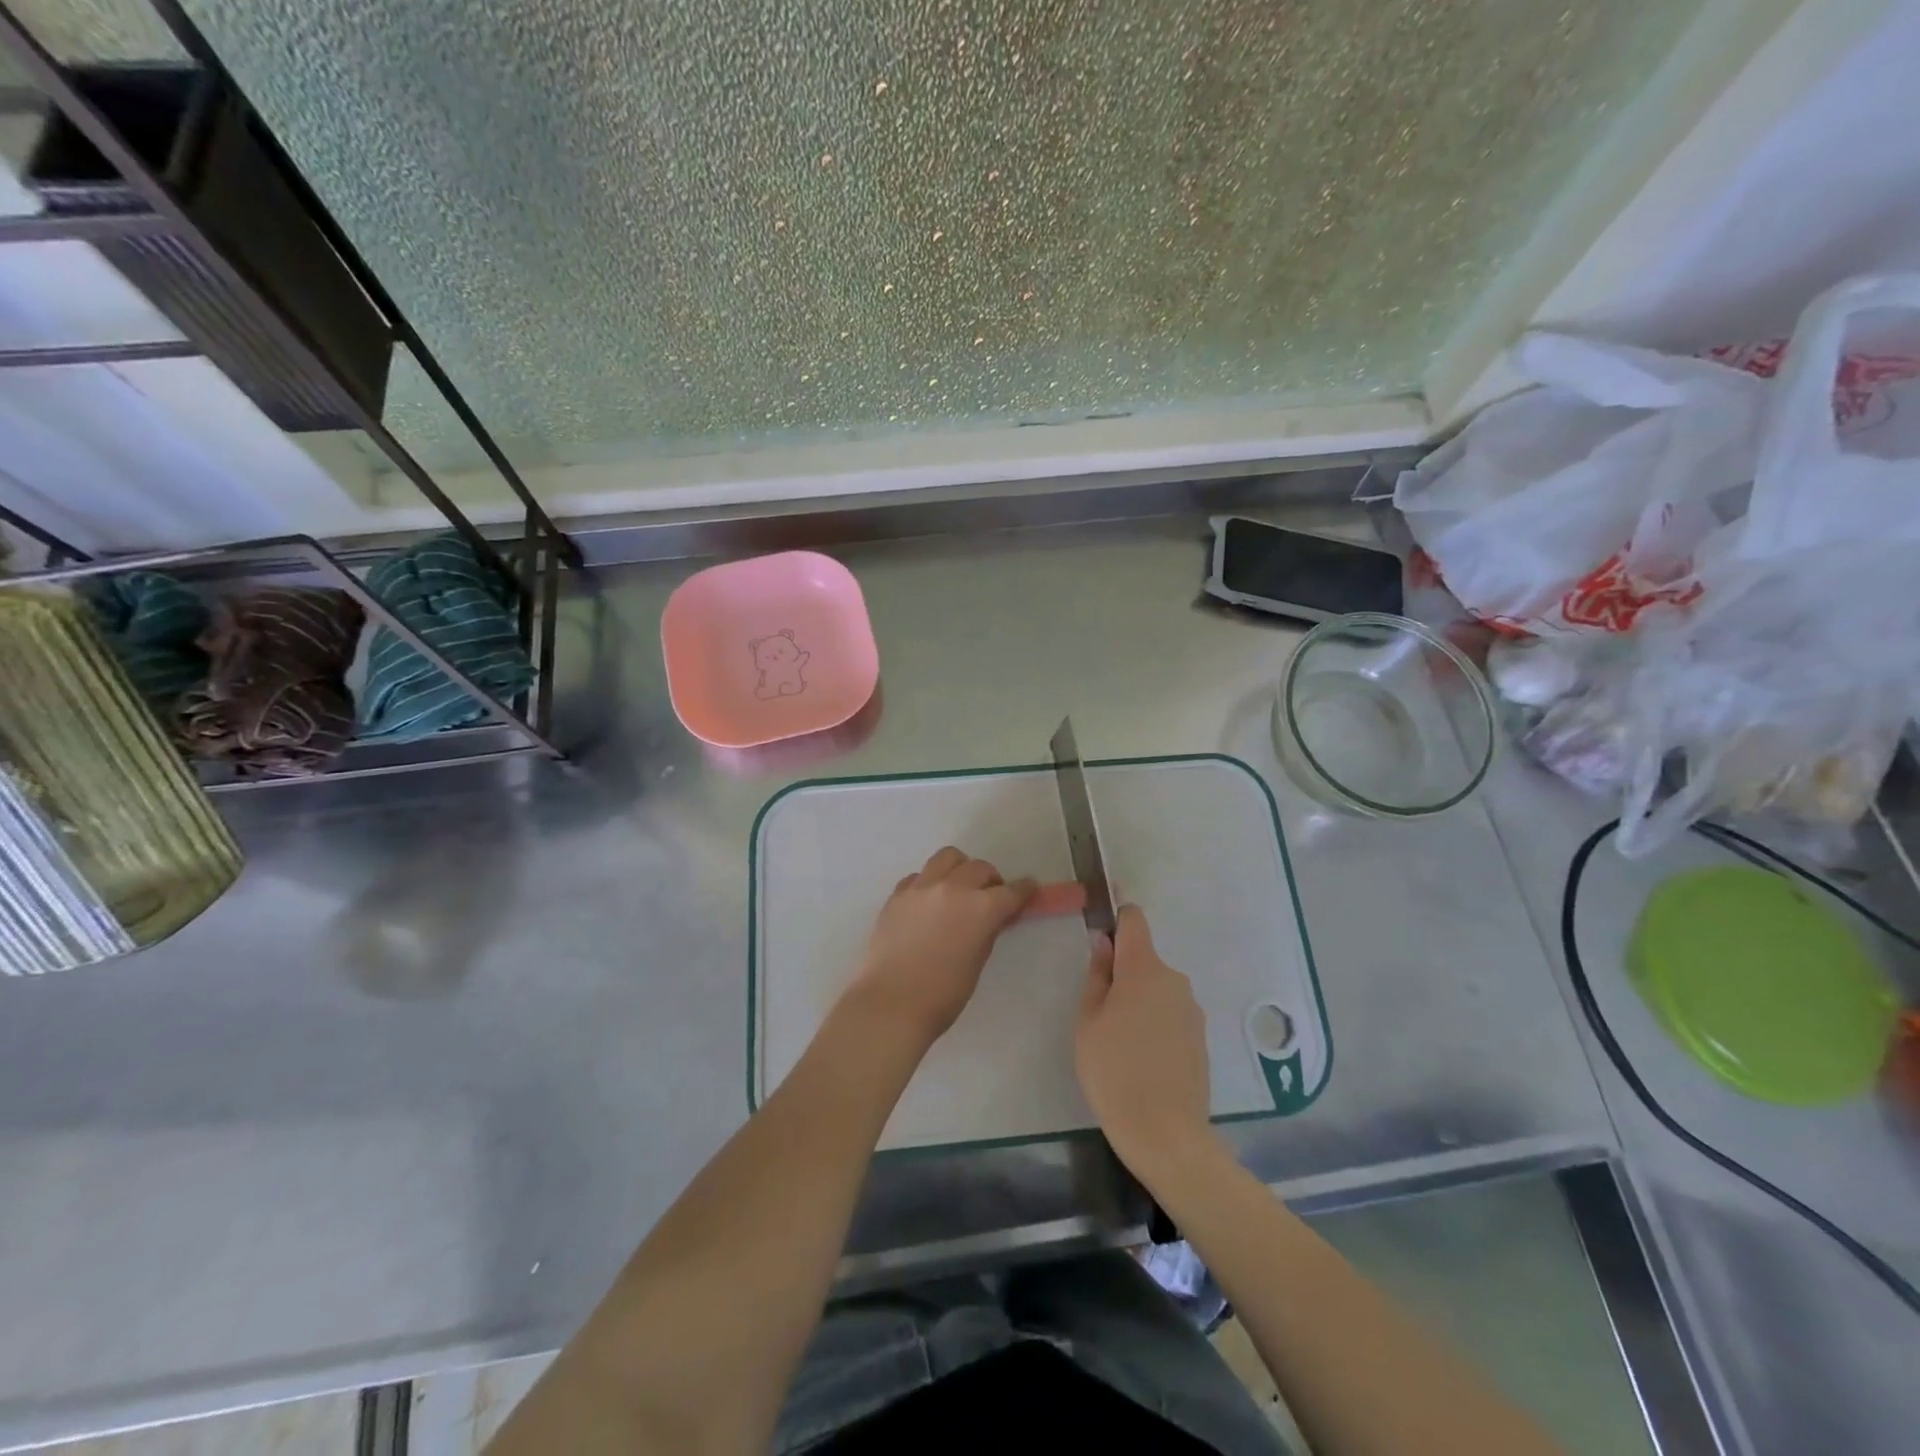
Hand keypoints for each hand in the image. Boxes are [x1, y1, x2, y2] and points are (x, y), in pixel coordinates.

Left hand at [844, 847, 1035, 1047]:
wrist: (890, 1003)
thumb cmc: (942, 995)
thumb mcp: (976, 963)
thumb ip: (987, 932)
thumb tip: (992, 918)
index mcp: (980, 908)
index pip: (1011, 891)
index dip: (1024, 890)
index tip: (1029, 888)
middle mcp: (953, 888)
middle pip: (980, 868)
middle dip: (991, 880)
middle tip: (990, 897)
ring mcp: (922, 887)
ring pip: (948, 857)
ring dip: (960, 868)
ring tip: (958, 887)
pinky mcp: (898, 894)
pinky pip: (919, 876)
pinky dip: (929, 883)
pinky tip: (928, 902)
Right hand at [1075, 905, 1217, 1177]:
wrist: (1166, 1135)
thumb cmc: (1114, 1072)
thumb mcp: (1088, 1021)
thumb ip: (1097, 976)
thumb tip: (1104, 943)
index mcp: (1144, 969)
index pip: (1134, 920)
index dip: (1116, 921)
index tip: (1099, 943)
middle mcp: (1174, 980)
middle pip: (1144, 959)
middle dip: (1122, 974)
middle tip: (1099, 1012)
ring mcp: (1191, 1009)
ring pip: (1157, 988)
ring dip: (1139, 1001)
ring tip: (1119, 1042)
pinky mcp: (1200, 1037)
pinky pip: (1171, 1014)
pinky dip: (1155, 1023)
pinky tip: (1142, 1059)